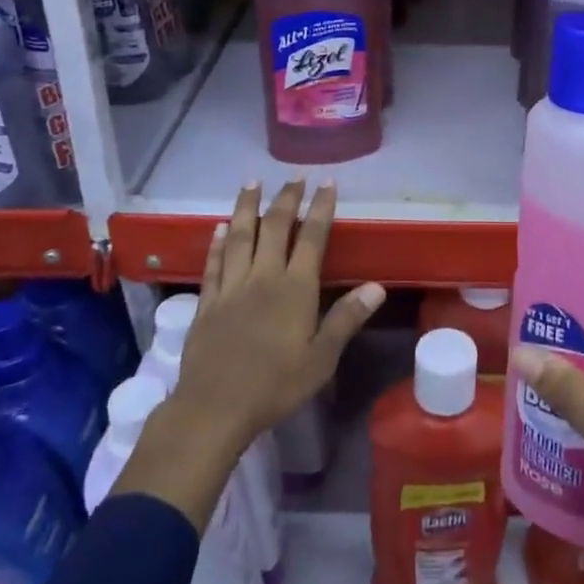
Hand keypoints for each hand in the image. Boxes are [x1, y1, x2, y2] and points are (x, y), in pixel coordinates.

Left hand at [175, 180, 384, 454]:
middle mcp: (262, 277)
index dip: (321, 208)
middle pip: (275, 228)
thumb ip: (346, 318)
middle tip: (294, 176)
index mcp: (294, 288)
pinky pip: (213, 263)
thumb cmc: (276, 385)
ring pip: (240, 236)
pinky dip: (217, 242)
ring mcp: (231, 287)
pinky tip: (219, 228)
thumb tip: (376, 286)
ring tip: (252, 182)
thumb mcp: (321, 358)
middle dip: (287, 199)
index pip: (312, 238)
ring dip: (247, 207)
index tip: (327, 183)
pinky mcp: (207, 302)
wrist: (214, 407)